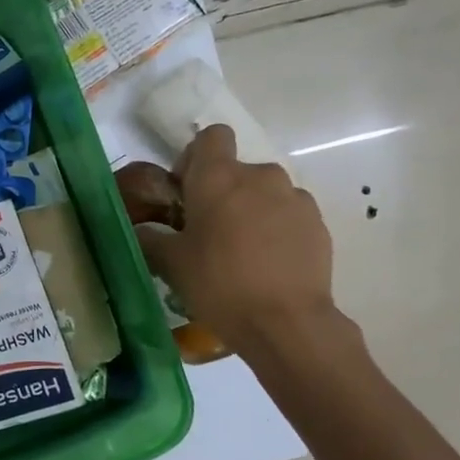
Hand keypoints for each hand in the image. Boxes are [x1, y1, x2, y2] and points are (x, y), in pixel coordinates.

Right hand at [134, 124, 342, 354]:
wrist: (286, 323)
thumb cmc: (219, 285)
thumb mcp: (171, 264)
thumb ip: (150, 239)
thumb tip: (141, 230)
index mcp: (218, 177)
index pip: (212, 136)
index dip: (197, 157)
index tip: (188, 191)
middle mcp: (259, 176)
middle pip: (237, 170)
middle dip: (224, 193)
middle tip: (210, 232)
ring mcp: (294, 198)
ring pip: (265, 193)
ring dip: (252, 210)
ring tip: (243, 252)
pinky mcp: (318, 223)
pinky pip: (290, 215)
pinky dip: (278, 229)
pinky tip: (270, 264)